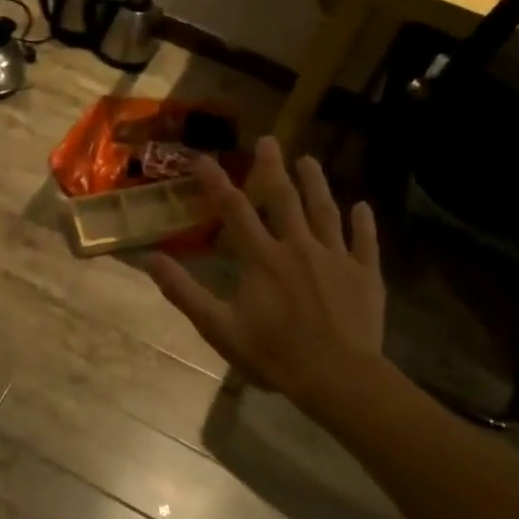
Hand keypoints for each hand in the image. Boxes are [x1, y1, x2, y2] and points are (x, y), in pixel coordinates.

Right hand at [147, 138, 384, 399]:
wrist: (339, 378)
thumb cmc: (275, 355)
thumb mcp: (219, 328)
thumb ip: (186, 293)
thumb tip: (152, 260)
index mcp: (262, 258)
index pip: (235, 210)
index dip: (216, 182)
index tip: (202, 158)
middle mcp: (298, 247)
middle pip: (284, 199)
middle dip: (273, 168)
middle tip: (269, 140)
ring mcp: (335, 257)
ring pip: (324, 211)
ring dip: (316, 184)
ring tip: (309, 160)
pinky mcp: (365, 274)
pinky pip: (364, 241)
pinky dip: (363, 223)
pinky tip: (362, 206)